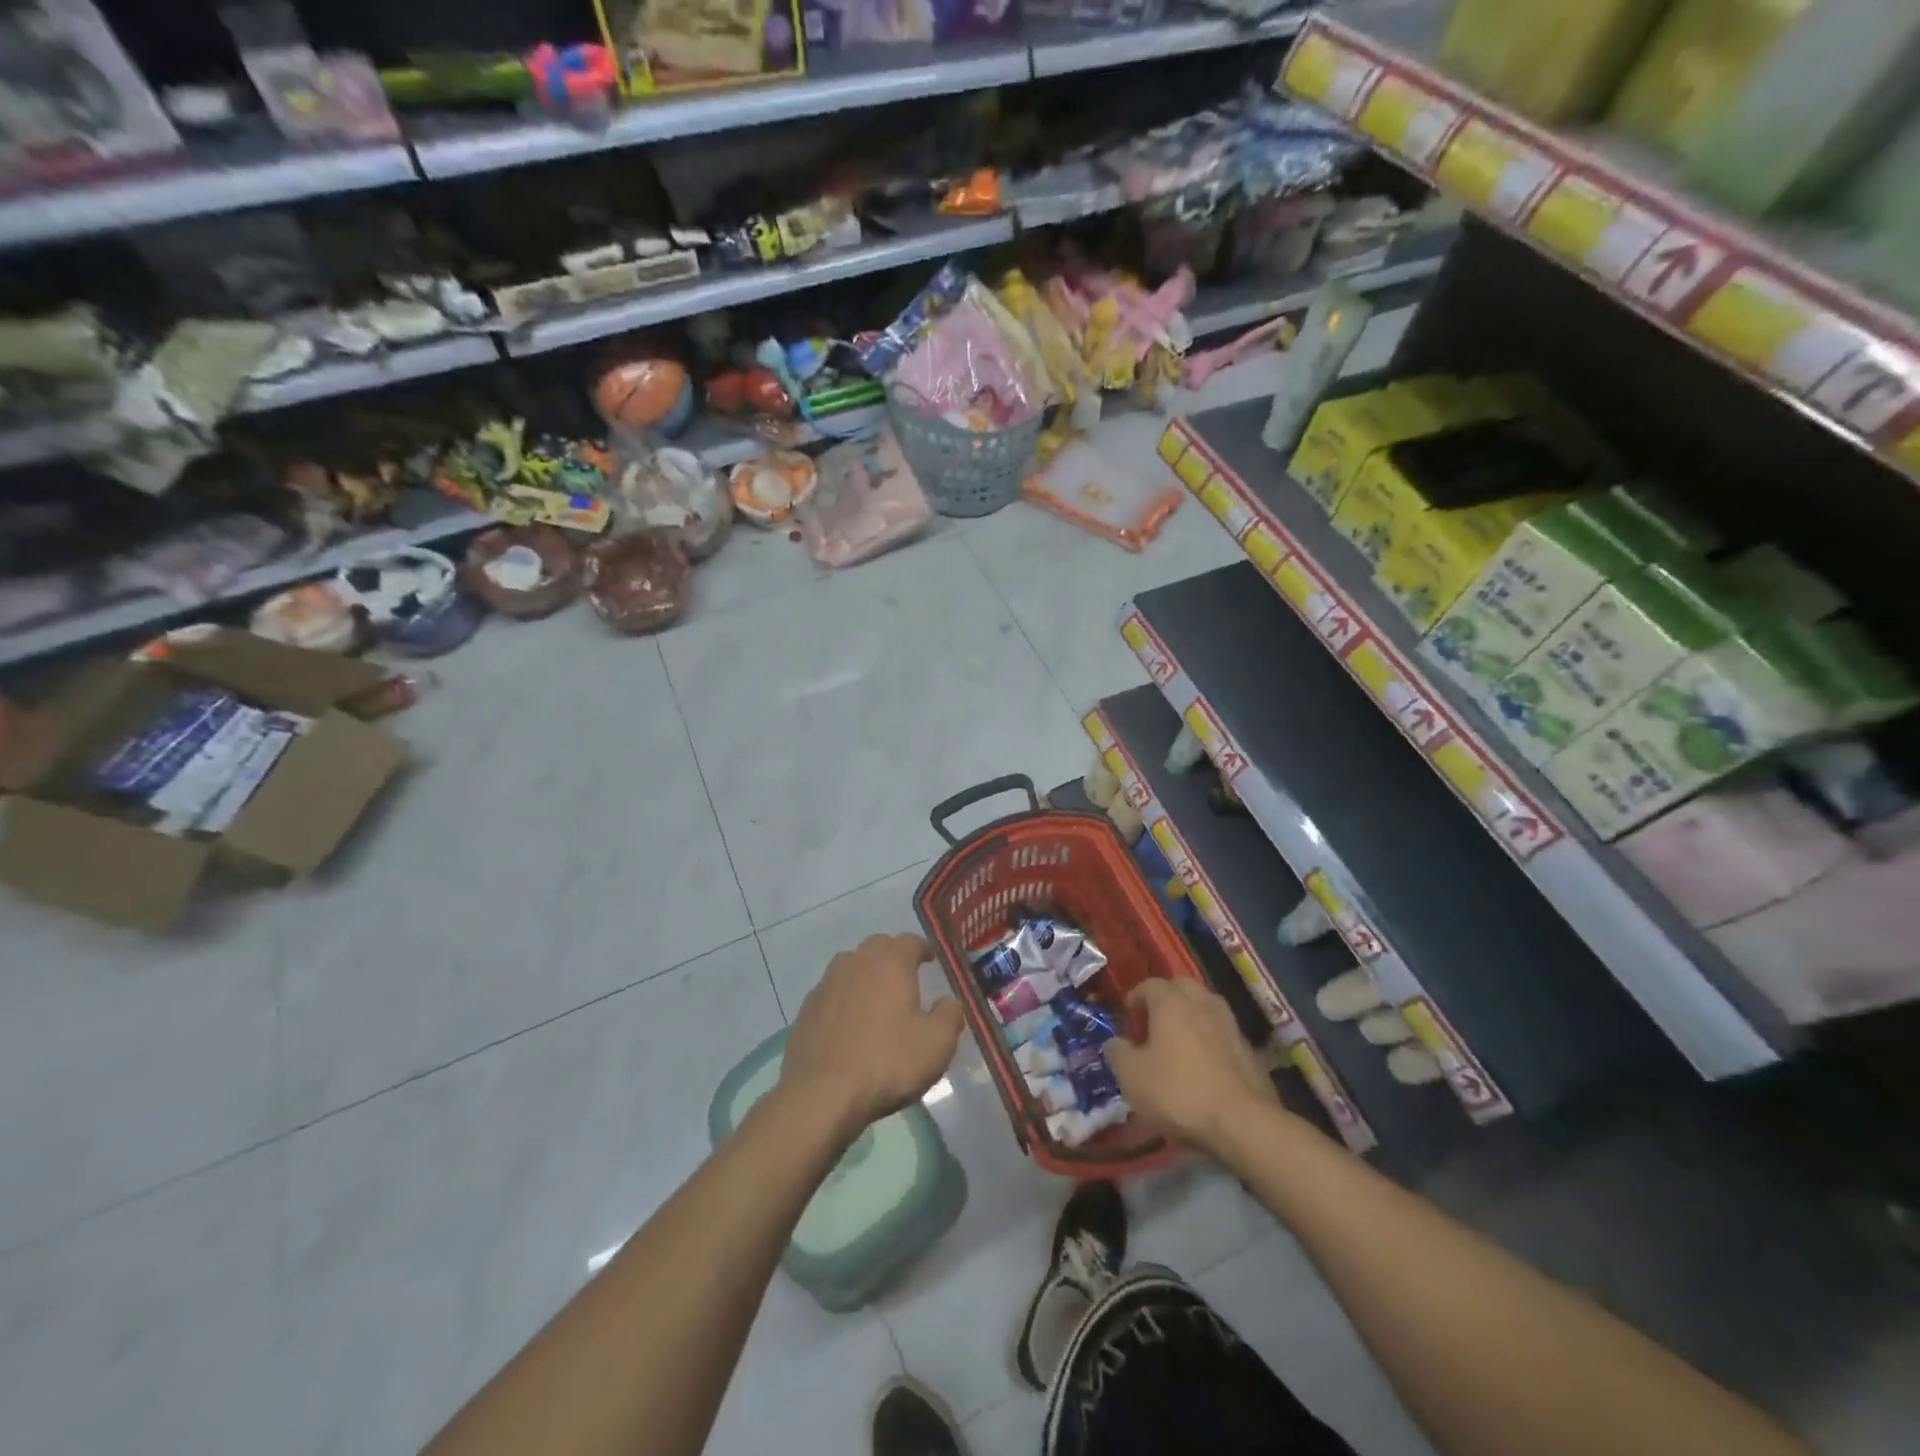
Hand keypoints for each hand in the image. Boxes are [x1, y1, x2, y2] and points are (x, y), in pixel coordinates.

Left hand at [781, 934, 964, 1141]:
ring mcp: (826, 984)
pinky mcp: (806, 1010)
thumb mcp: (937, 1044)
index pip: (910, 942)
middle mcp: (856, 963)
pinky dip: (844, 997)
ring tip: (877, 994)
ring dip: (866, 973)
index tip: (931, 959)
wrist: (821, 1095)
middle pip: (877, 946)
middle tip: (906, 974)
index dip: (923, 948)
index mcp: (890, 963)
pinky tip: (849, 1020)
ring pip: (850, 965)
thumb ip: (950, 1015)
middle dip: (893, 955)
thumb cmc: (887, 1063)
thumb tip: (948, 1001)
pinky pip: (831, 992)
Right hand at [1104, 980, 1280, 1156]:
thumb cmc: (1178, 1092)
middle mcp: (1203, 1003)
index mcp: (1172, 1002)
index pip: (1149, 985)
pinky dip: (1210, 1040)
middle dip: (1165, 1001)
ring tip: (1179, 1045)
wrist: (1243, 1123)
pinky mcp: (1249, 1049)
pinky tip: (1204, 1066)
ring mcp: (1230, 1024)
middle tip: (1153, 1027)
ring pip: (1205, 1007)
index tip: (1128, 1022)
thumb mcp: (1132, 1077)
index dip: (1135, 1000)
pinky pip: (1222, 1033)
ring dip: (1190, 1018)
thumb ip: (1117, 1052)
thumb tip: (1116, 1042)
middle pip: (1181, 988)